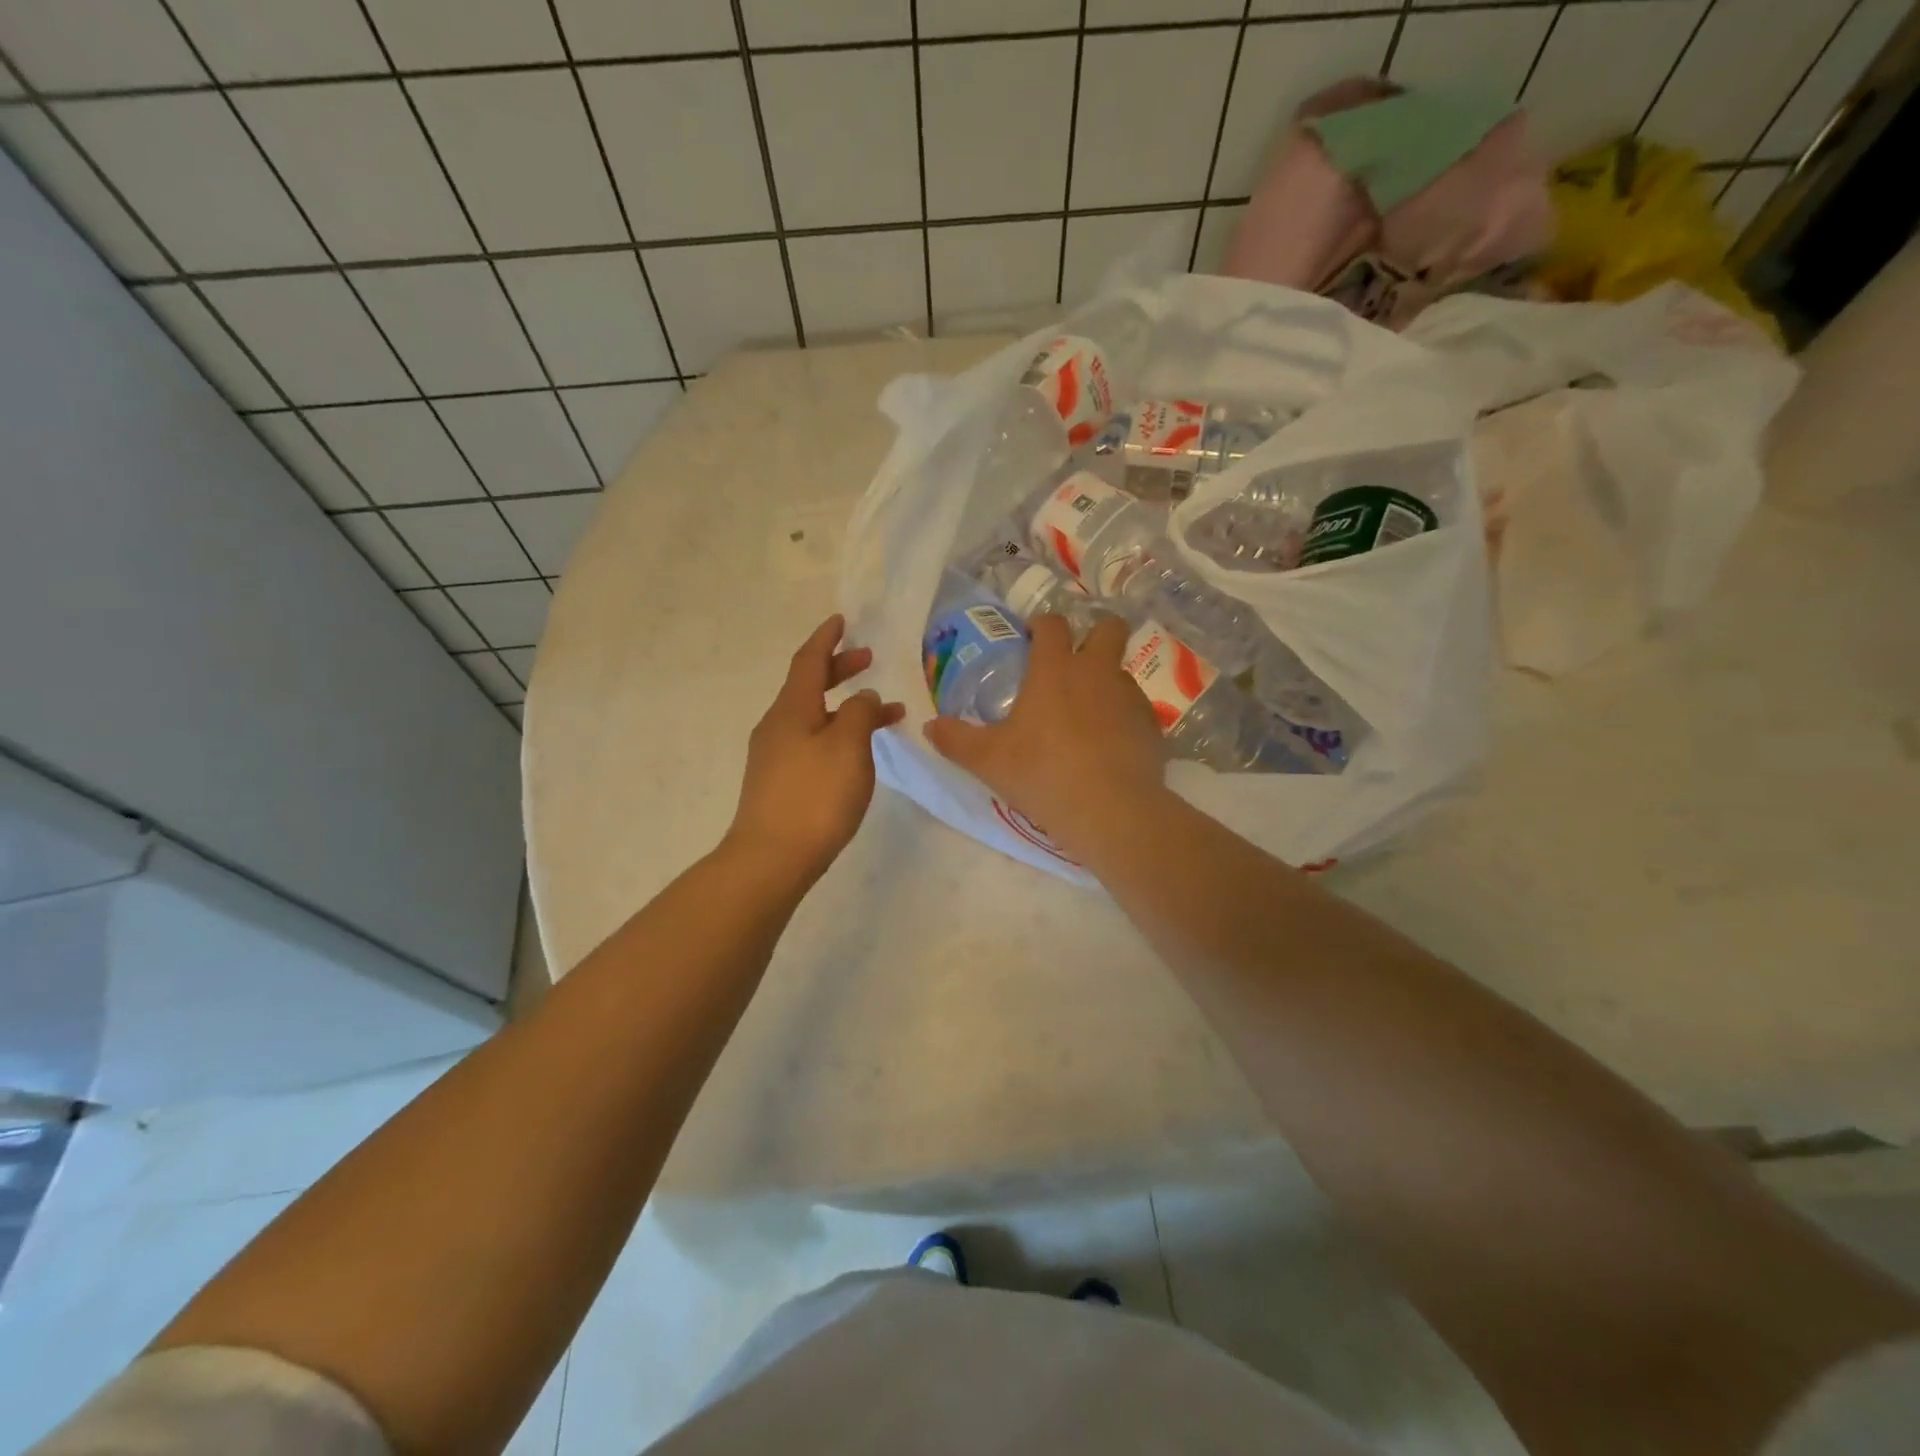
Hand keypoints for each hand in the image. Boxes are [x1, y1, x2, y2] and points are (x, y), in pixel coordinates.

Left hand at [726, 616, 904, 884]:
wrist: (772, 859)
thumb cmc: (815, 796)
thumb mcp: (848, 747)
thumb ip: (860, 712)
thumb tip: (862, 697)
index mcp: (791, 709)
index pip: (809, 661)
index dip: (826, 639)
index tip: (842, 621)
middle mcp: (777, 726)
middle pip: (809, 687)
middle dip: (839, 670)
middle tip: (868, 660)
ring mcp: (775, 756)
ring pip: (814, 717)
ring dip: (846, 708)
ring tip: (884, 713)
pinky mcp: (779, 783)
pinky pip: (813, 743)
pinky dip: (838, 735)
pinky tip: (858, 754)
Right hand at [924, 614, 1165, 855]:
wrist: (1110, 811)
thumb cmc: (1042, 774)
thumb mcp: (988, 761)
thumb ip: (956, 740)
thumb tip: (930, 727)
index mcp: (1054, 670)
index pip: (1052, 625)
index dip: (1042, 625)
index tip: (1032, 638)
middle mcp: (1096, 672)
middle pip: (1108, 628)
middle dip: (1095, 633)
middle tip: (1075, 661)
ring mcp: (1129, 697)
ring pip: (1121, 672)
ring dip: (1106, 682)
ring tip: (1089, 715)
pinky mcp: (1152, 725)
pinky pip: (1136, 709)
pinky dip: (1122, 718)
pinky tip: (1110, 746)